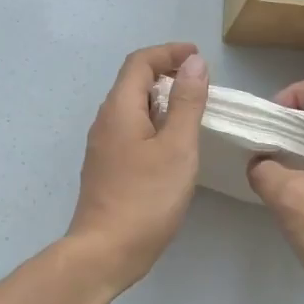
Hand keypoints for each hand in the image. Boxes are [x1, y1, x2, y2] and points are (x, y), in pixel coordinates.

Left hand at [67, 43, 208, 288]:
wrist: (106, 251)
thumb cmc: (146, 197)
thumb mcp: (177, 147)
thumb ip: (186, 102)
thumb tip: (194, 62)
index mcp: (119, 108)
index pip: (139, 62)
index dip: (169, 52)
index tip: (198, 58)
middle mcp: (105, 121)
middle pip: (133, 82)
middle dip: (166, 74)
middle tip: (201, 85)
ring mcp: (103, 146)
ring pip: (132, 108)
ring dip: (161, 101)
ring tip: (192, 112)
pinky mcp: (107, 168)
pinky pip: (131, 131)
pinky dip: (154, 124)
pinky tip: (173, 145)